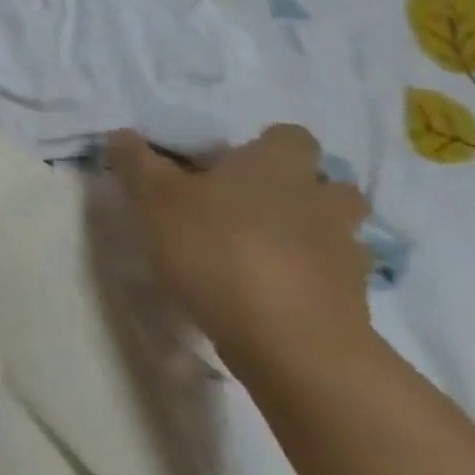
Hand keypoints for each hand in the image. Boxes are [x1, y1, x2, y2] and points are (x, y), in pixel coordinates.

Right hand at [106, 125, 373, 380]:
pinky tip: (270, 294)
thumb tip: (121, 133)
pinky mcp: (354, 299)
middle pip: (324, 182)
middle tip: (248, 209)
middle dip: (297, 191)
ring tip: (259, 253)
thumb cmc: (216, 250)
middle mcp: (321, 197)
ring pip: (334, 229)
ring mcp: (345, 250)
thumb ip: (137, 164)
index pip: (288, 136)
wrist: (290, 341)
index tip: (228, 167)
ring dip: (307, 235)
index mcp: (277, 164)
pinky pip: (331, 276)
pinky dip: (308, 278)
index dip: (262, 147)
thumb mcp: (154, 201)